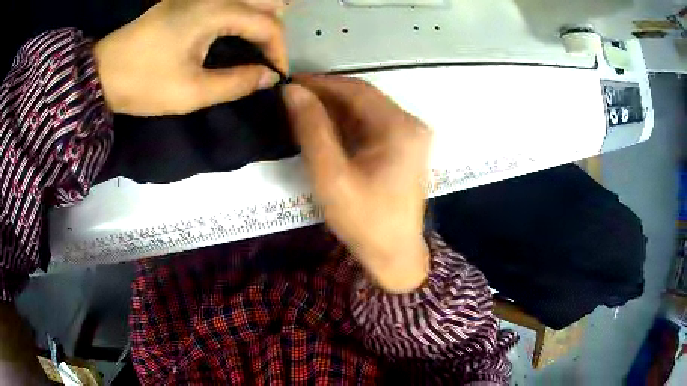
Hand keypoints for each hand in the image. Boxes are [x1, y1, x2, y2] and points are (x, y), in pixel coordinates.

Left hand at [94, 0, 287, 115]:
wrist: (101, 72)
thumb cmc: (143, 83)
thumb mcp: (191, 92)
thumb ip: (236, 83)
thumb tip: (268, 77)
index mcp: (216, 11)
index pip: (268, 23)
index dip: (279, 51)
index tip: (275, 75)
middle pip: (264, 0)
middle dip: (273, 28)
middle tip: (265, 56)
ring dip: (257, 17)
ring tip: (253, 45)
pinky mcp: (185, 0)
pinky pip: (225, 0)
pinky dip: (238, 14)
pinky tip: (230, 33)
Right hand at [283, 76, 431, 292]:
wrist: (394, 254)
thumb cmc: (364, 221)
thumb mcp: (331, 176)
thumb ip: (311, 130)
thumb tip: (292, 92)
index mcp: (399, 127)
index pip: (356, 90)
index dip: (321, 83)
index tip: (289, 83)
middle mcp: (410, 124)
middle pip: (363, 97)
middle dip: (326, 95)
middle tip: (291, 97)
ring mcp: (409, 135)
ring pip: (365, 110)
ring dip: (334, 109)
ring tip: (301, 111)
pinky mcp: (404, 146)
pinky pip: (371, 125)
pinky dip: (346, 124)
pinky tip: (323, 127)